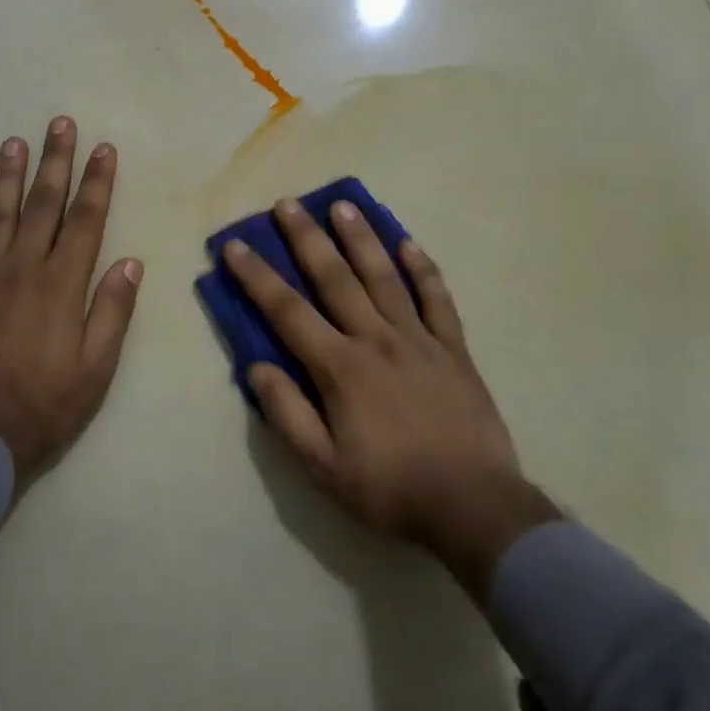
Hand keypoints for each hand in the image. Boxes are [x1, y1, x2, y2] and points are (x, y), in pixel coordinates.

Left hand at [0, 118, 141, 488]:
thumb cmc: (45, 406)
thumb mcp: (96, 368)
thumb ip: (112, 311)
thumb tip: (130, 261)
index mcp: (61, 286)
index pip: (85, 221)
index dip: (97, 182)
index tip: (104, 149)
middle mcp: (21, 270)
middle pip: (42, 205)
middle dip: (55, 162)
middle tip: (60, 124)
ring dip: (7, 176)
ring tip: (14, 142)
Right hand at [221, 199, 558, 598]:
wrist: (474, 507)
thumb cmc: (391, 489)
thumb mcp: (323, 467)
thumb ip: (288, 414)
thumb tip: (257, 367)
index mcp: (341, 368)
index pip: (288, 312)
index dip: (257, 277)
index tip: (236, 246)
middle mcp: (377, 340)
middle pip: (335, 278)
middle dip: (306, 239)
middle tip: (288, 203)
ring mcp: (419, 340)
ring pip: (385, 277)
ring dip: (361, 239)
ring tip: (343, 205)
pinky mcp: (454, 349)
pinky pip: (437, 299)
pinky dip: (423, 269)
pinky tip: (409, 244)